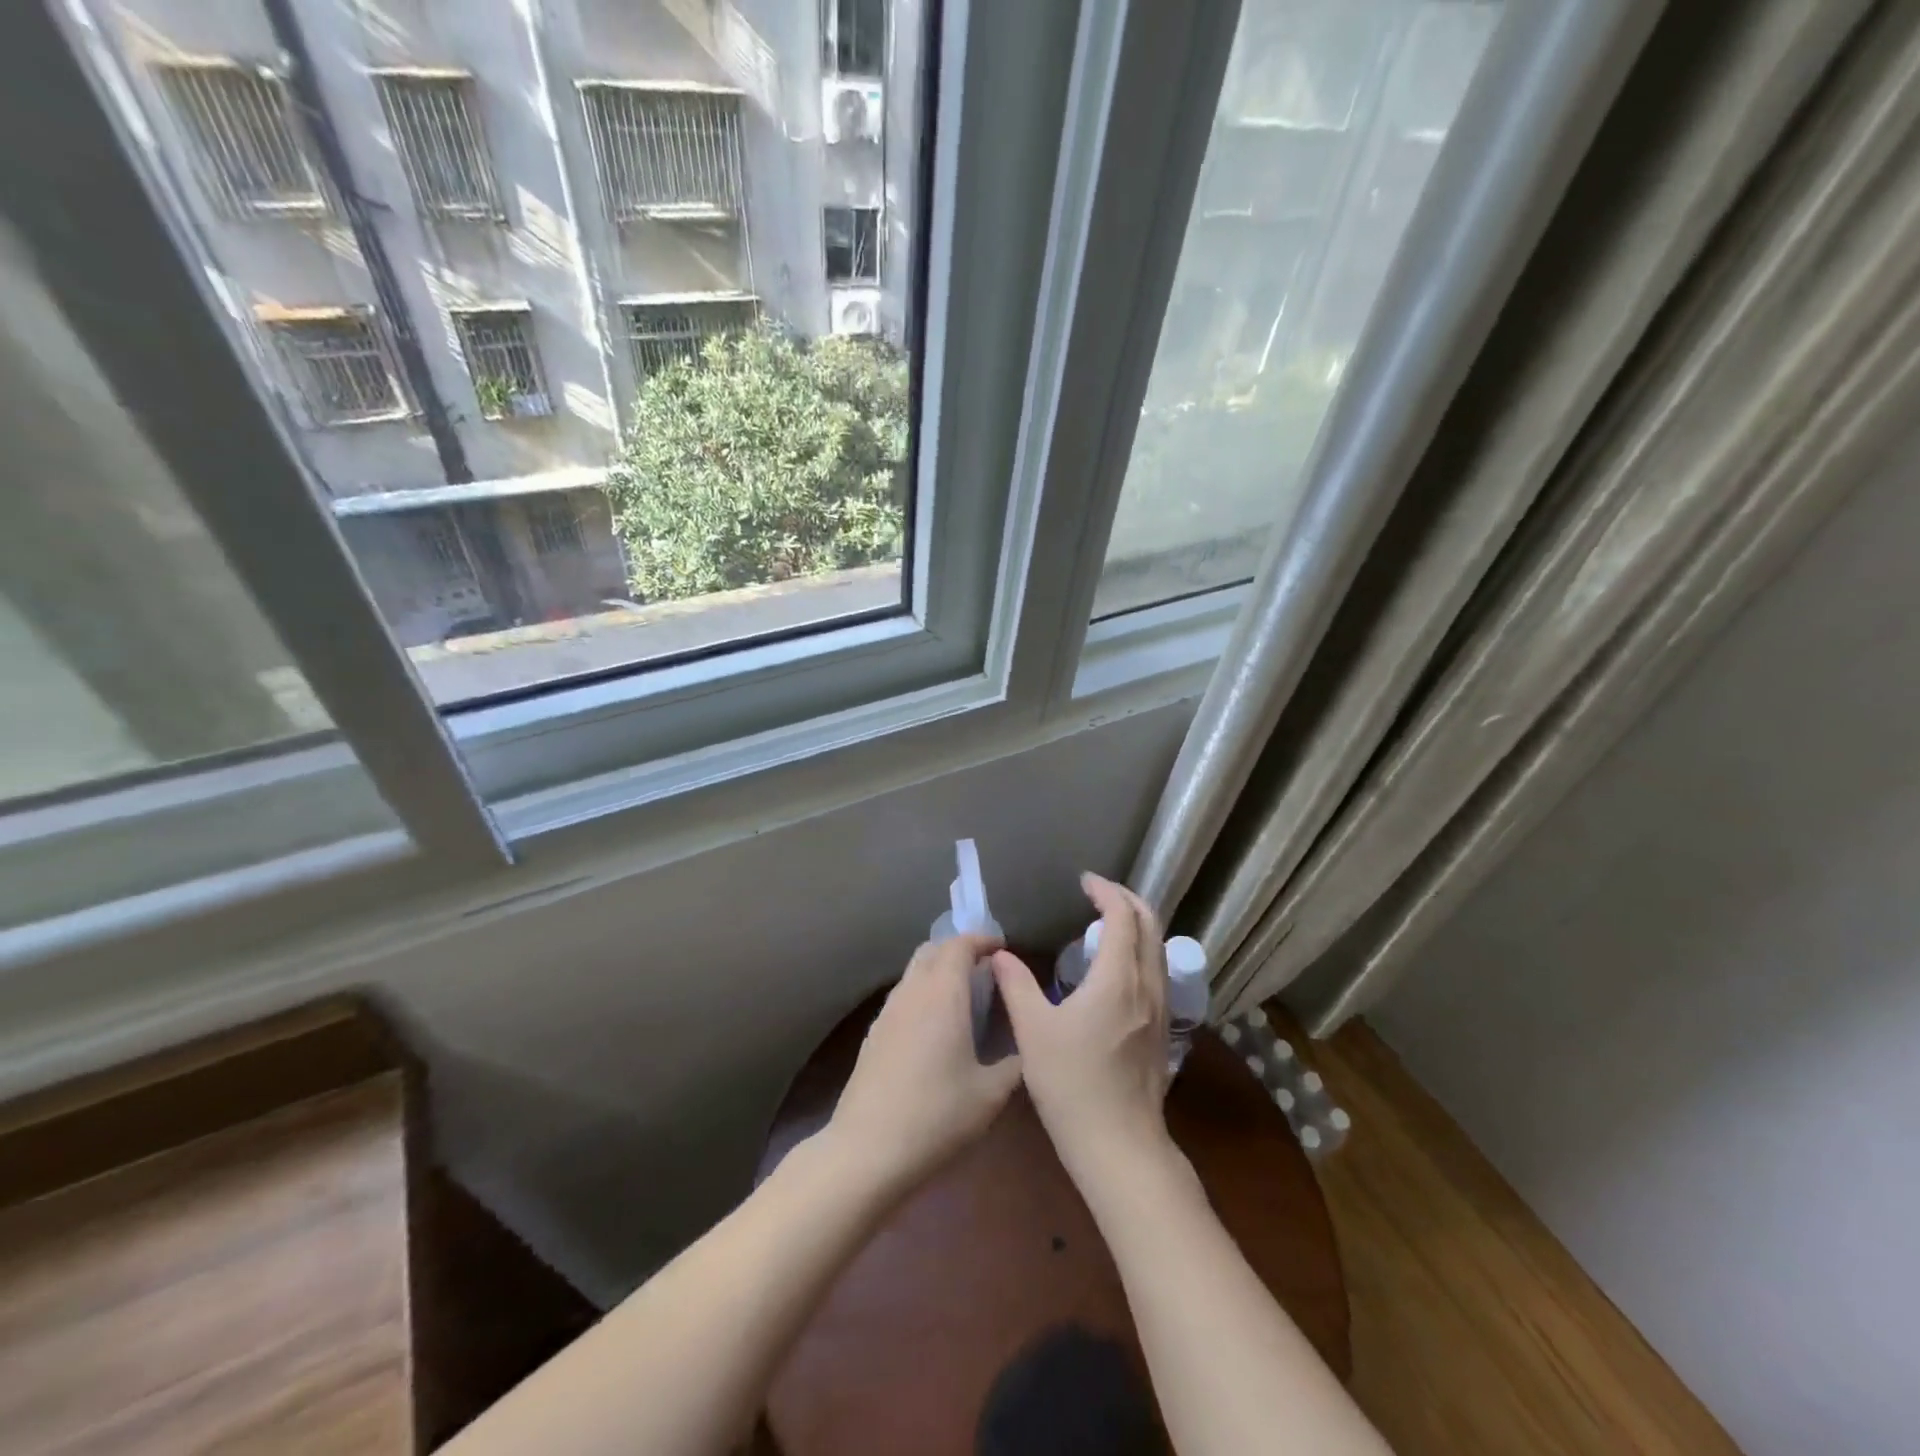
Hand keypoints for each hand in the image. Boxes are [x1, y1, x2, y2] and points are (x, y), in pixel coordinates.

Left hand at [827, 934, 1024, 1201]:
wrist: (868, 1149)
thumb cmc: (937, 1115)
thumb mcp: (990, 1095)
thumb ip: (1014, 1064)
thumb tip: (1026, 1050)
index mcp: (943, 994)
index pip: (960, 945)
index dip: (982, 940)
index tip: (1002, 948)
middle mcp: (912, 992)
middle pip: (932, 950)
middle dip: (958, 950)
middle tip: (985, 968)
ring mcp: (887, 1012)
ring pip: (914, 972)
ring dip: (938, 971)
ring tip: (963, 996)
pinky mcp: (873, 1035)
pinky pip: (902, 997)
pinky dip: (922, 994)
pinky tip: (935, 1027)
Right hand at [991, 874, 1177, 1196]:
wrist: (1120, 1147)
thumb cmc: (1072, 1085)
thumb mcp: (1033, 1032)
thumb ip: (1017, 985)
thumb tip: (1000, 955)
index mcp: (1118, 978)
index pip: (1123, 915)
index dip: (1106, 891)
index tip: (1085, 881)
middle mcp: (1147, 986)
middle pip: (1151, 924)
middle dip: (1128, 900)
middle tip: (1099, 894)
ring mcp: (1161, 1010)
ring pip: (1158, 949)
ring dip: (1137, 926)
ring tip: (1106, 925)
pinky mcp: (1163, 1031)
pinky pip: (1157, 972)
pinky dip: (1140, 952)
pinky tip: (1116, 970)